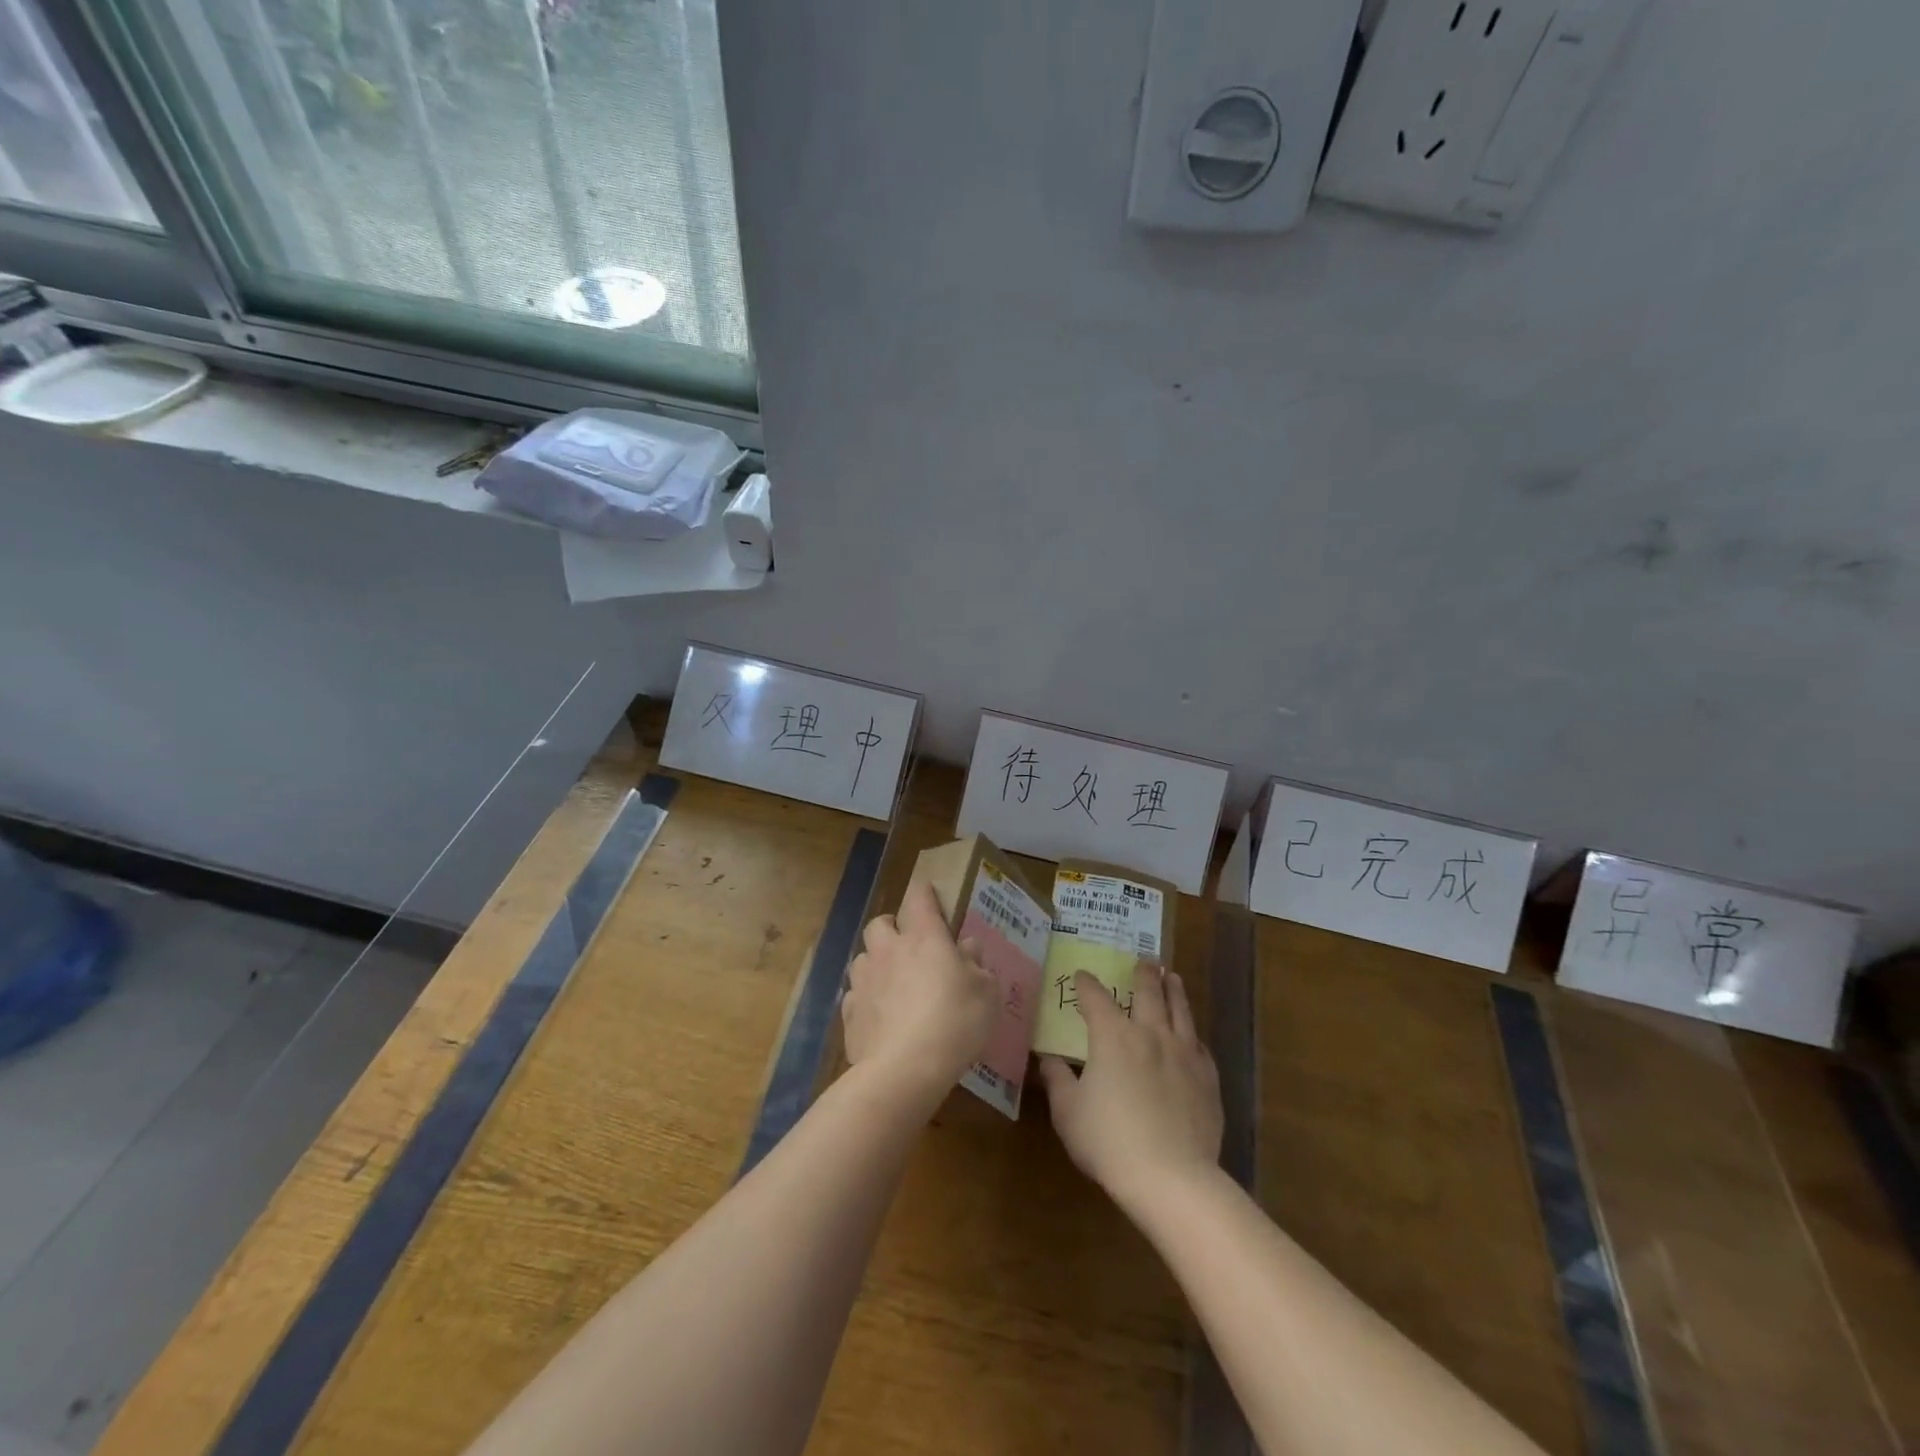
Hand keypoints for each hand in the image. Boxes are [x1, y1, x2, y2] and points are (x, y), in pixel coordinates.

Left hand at [842, 879, 999, 1102]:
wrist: (904, 1070)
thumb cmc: (954, 1023)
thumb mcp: (985, 994)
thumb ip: (977, 966)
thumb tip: (968, 948)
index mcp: (924, 937)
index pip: (918, 896)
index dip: (924, 892)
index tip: (930, 894)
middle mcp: (889, 950)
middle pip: (880, 923)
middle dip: (892, 927)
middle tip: (910, 945)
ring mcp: (864, 981)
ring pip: (863, 957)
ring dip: (877, 962)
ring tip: (893, 983)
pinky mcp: (849, 1013)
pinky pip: (855, 994)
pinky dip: (867, 999)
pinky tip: (880, 1016)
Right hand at [1039, 963, 1221, 1210]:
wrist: (1172, 1177)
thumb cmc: (1109, 1141)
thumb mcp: (1068, 1112)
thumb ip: (1058, 1079)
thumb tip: (1050, 1058)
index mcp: (1113, 1036)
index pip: (1096, 997)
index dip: (1087, 983)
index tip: (1081, 975)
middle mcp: (1150, 1033)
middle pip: (1147, 991)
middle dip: (1142, 973)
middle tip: (1143, 960)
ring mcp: (1184, 1053)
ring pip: (1180, 1009)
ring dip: (1173, 989)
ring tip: (1172, 976)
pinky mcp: (1207, 1078)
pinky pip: (1199, 1044)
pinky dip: (1191, 1032)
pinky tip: (1191, 1034)